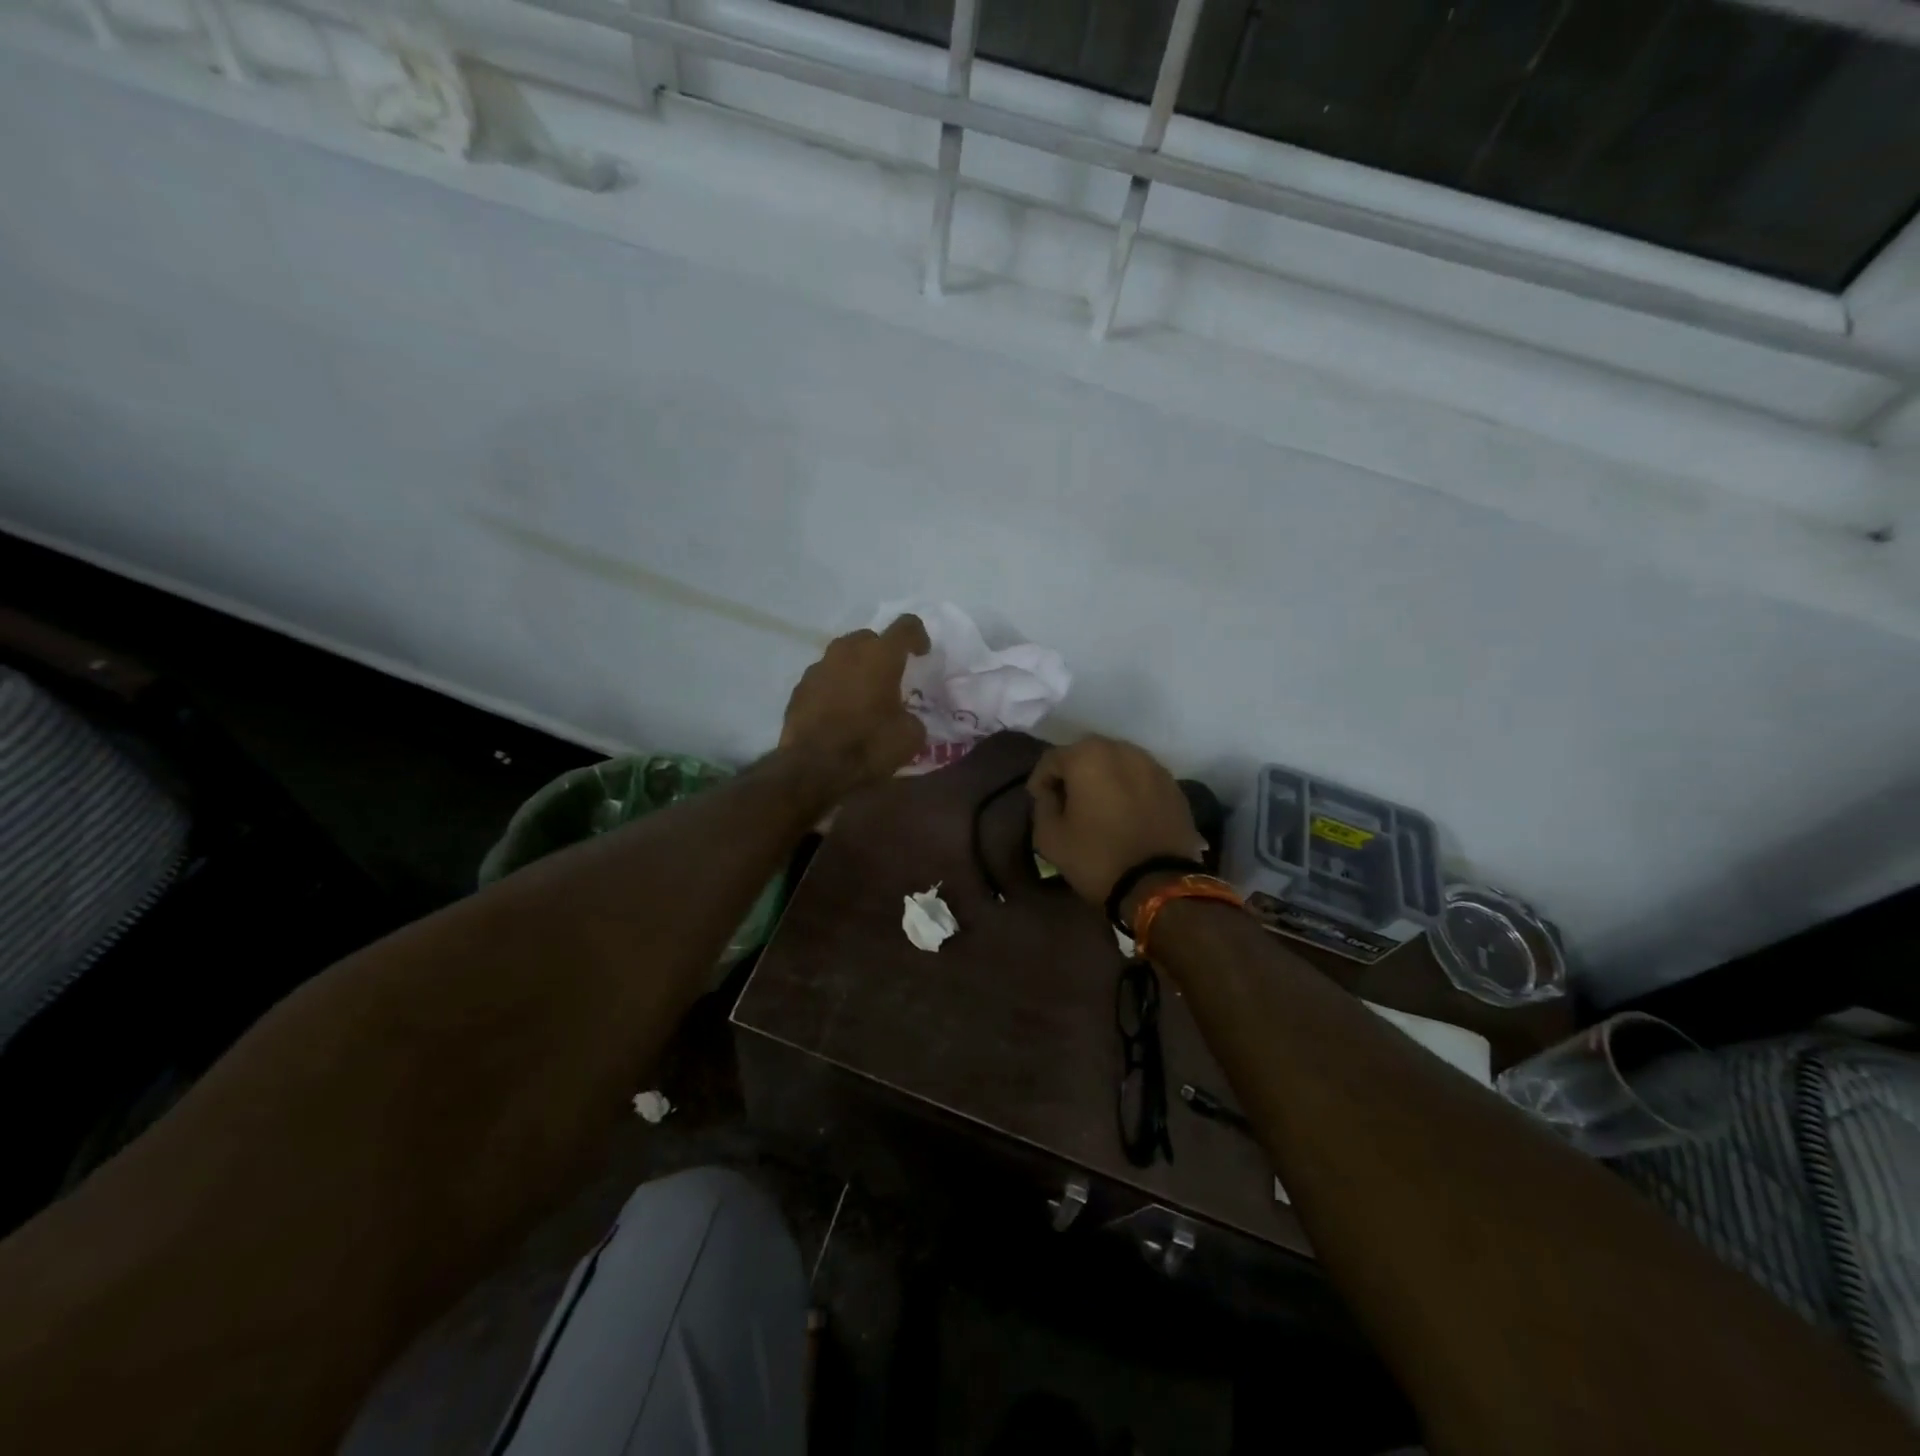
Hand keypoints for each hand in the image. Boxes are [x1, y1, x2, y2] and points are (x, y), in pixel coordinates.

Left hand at [780, 615, 929, 794]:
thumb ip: (911, 717)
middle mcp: (847, 651)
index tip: (922, 652)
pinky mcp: (799, 688)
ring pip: (843, 656)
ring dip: (855, 669)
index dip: (918, 636)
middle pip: (869, 638)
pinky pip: (824, 678)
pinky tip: (838, 712)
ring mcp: (818, 667)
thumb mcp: (910, 737)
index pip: (906, 626)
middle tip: (890, 677)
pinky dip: (834, 688)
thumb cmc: (868, 745)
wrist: (813, 767)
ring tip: (862, 695)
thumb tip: (904, 718)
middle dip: (882, 653)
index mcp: (880, 656)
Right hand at [1027, 736, 1203, 906]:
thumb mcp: (1049, 837)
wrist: (1159, 885)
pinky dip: (1128, 790)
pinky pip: (1140, 780)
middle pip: (1087, 755)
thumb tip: (1051, 794)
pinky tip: (1125, 814)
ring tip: (1098, 807)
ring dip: (1103, 779)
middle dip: (1073, 775)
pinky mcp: (1174, 786)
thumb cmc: (1096, 857)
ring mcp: (1153, 766)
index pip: (1052, 759)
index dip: (1040, 781)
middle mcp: (1122, 750)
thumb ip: (1042, 805)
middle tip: (1067, 802)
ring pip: (1117, 764)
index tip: (1039, 802)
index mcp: (1088, 757)